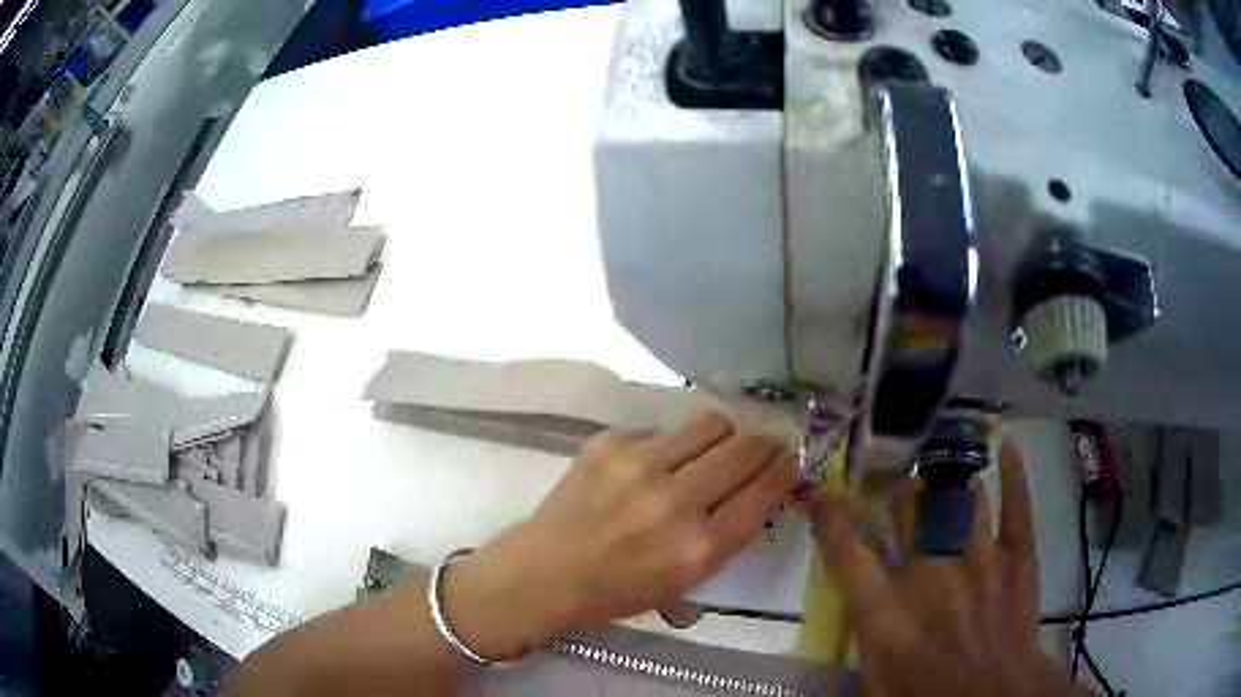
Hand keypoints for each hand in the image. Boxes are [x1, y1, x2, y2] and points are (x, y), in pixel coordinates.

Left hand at [443, 411, 800, 658]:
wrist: (547, 571)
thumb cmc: (618, 590)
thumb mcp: (686, 581)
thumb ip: (726, 536)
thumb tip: (756, 490)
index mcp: (700, 547)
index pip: (764, 492)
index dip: (786, 472)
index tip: (790, 463)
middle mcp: (678, 500)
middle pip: (746, 449)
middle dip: (765, 445)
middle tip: (763, 447)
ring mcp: (642, 465)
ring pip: (711, 424)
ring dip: (721, 436)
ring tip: (708, 450)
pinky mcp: (611, 443)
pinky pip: (662, 430)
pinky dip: (669, 445)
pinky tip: (649, 466)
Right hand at [808, 437, 1082, 696]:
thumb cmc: (926, 696)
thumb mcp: (874, 677)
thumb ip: (866, 628)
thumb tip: (863, 595)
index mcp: (885, 609)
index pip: (846, 547)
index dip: (831, 513)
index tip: (821, 490)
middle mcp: (929, 573)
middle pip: (908, 504)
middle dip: (901, 492)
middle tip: (901, 491)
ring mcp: (980, 558)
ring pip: (960, 494)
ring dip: (949, 486)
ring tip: (946, 478)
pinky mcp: (1018, 555)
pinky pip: (1016, 502)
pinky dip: (1012, 471)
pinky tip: (1006, 445)